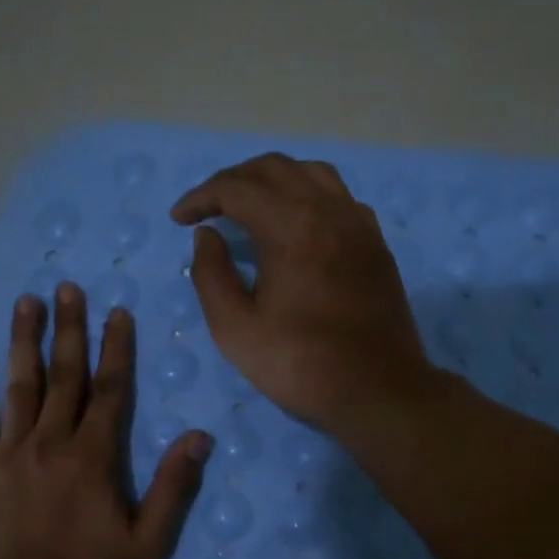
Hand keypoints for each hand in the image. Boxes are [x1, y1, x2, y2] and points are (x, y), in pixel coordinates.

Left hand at [0, 284, 211, 558]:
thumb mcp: (148, 543)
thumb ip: (172, 487)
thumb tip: (200, 436)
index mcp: (94, 457)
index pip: (109, 389)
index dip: (115, 348)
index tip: (117, 312)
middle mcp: (51, 442)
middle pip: (63, 375)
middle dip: (68, 328)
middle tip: (67, 288)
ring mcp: (9, 453)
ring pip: (19, 386)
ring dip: (24, 341)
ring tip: (26, 302)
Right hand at [171, 153, 433, 435]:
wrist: (379, 390)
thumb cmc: (301, 364)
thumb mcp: (235, 329)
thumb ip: (211, 275)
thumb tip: (207, 236)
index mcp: (291, 226)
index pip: (236, 188)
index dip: (201, 197)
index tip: (179, 219)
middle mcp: (328, 210)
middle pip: (274, 168)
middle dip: (233, 181)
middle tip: (208, 208)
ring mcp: (358, 223)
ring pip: (311, 174)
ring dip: (273, 180)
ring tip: (250, 206)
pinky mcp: (375, 242)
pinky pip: (338, 196)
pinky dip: (307, 194)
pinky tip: (297, 223)